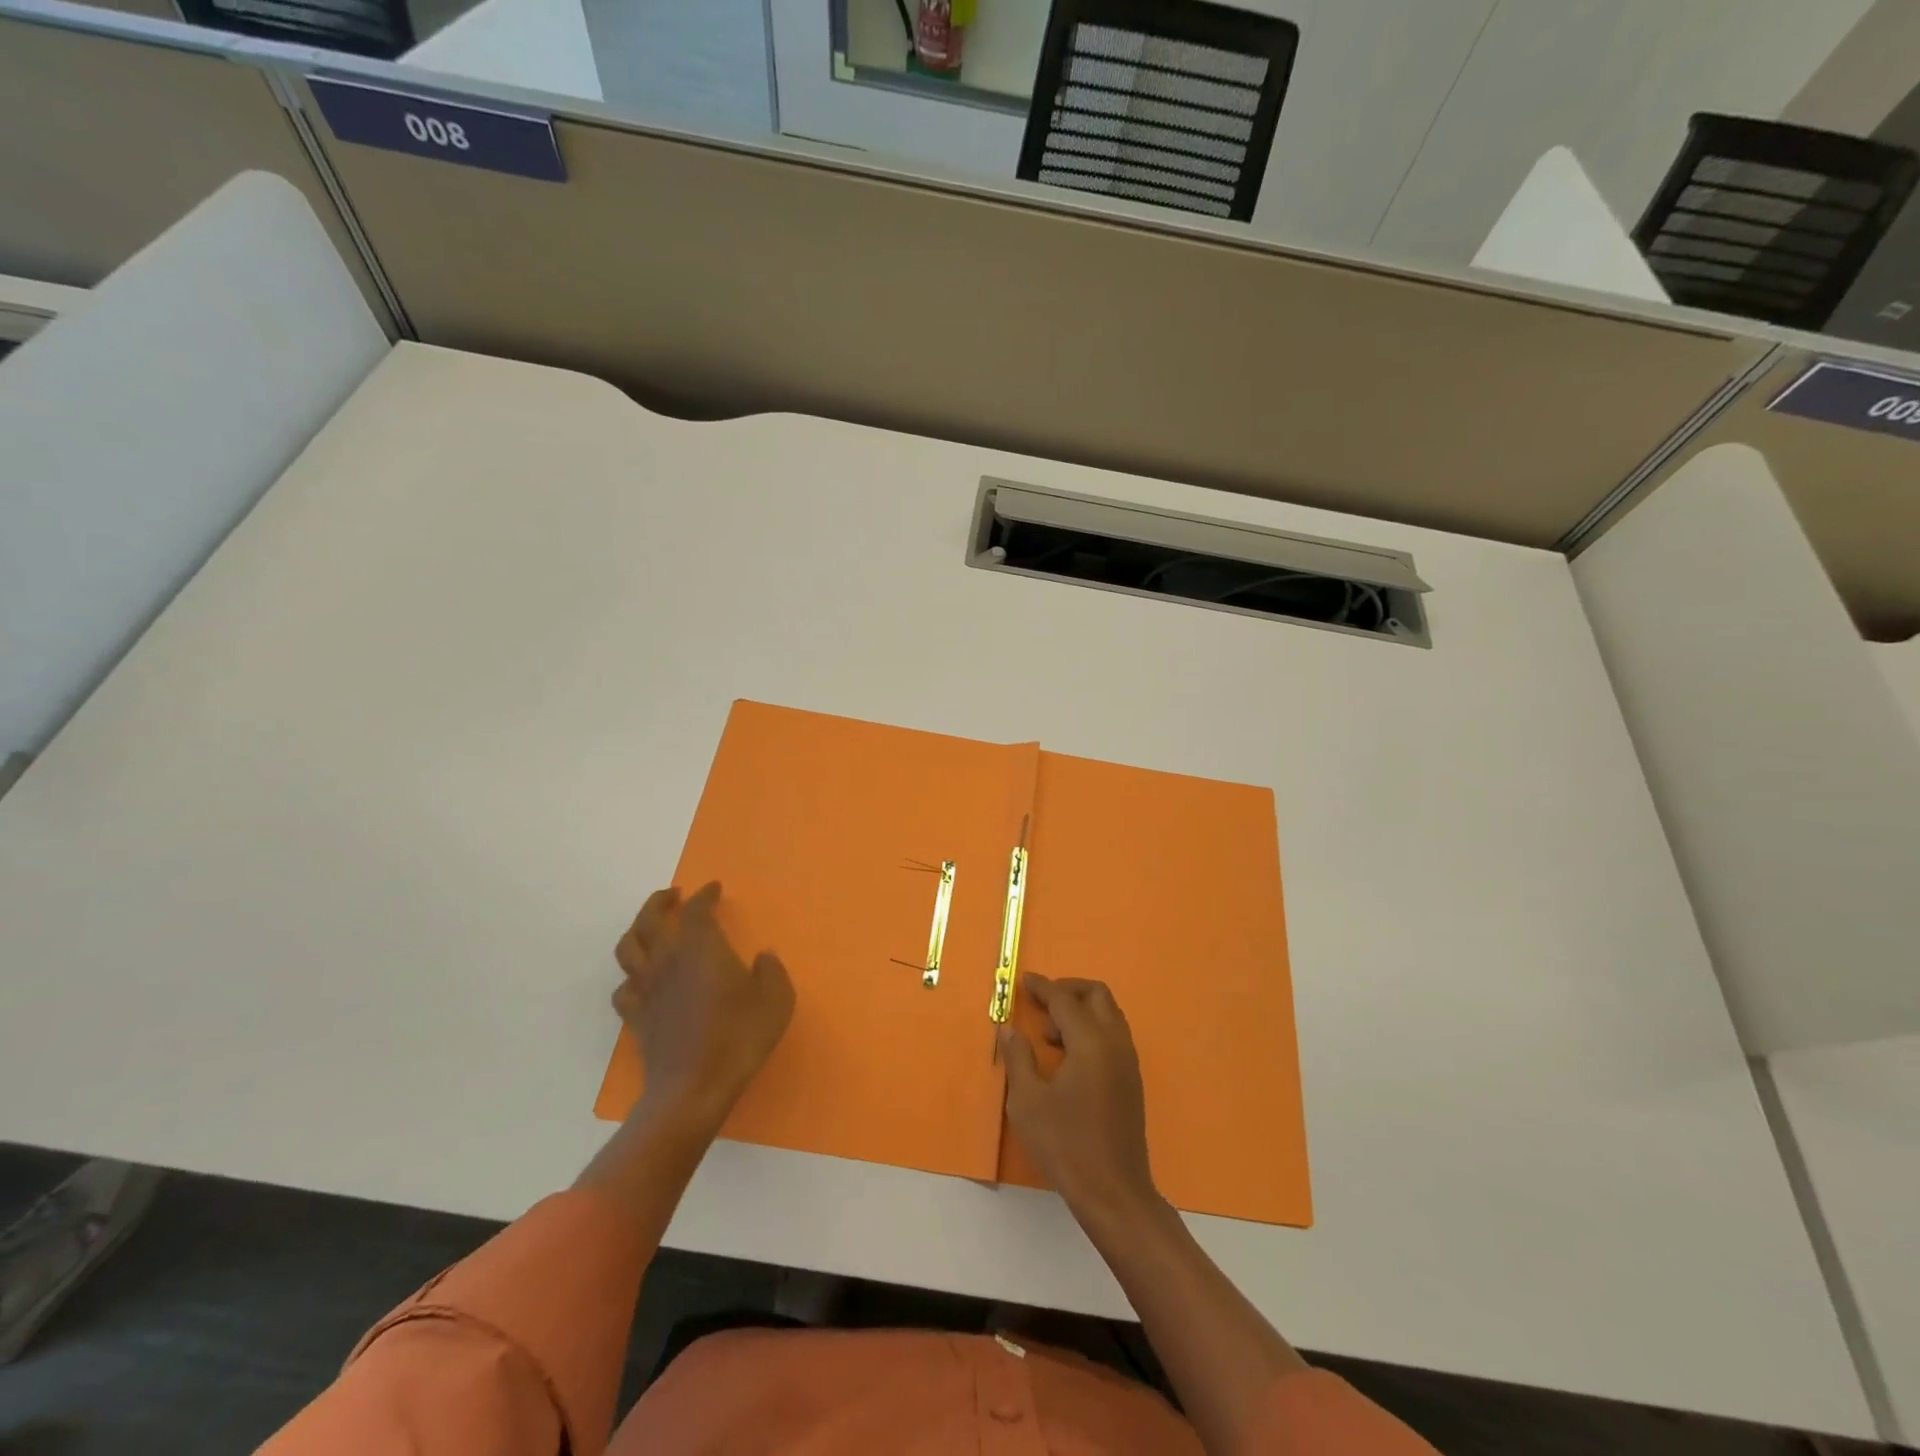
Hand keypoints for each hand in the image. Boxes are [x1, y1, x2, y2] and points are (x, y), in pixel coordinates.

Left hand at [613, 882, 793, 1134]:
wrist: (693, 1089)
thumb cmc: (739, 1037)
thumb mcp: (776, 999)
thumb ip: (771, 971)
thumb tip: (763, 957)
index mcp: (701, 947)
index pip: (696, 910)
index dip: (704, 895)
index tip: (713, 888)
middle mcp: (667, 960)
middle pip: (649, 919)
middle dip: (660, 902)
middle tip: (674, 896)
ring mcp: (646, 989)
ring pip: (628, 947)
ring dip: (638, 929)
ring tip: (651, 927)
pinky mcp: (636, 1018)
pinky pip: (623, 987)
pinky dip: (631, 976)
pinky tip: (643, 979)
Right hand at [999, 973, 1156, 1221]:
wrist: (1114, 1192)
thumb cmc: (1066, 1144)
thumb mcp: (1027, 1102)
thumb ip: (1018, 1058)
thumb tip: (1010, 1030)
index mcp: (1091, 1042)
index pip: (1065, 1000)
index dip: (1043, 987)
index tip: (1024, 981)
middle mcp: (1115, 1043)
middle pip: (1097, 995)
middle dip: (1068, 990)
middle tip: (1041, 1003)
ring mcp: (1128, 1061)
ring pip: (1109, 1014)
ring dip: (1081, 1011)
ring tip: (1050, 1035)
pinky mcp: (1131, 1080)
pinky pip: (1113, 1035)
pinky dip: (1092, 1030)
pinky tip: (1068, 1057)